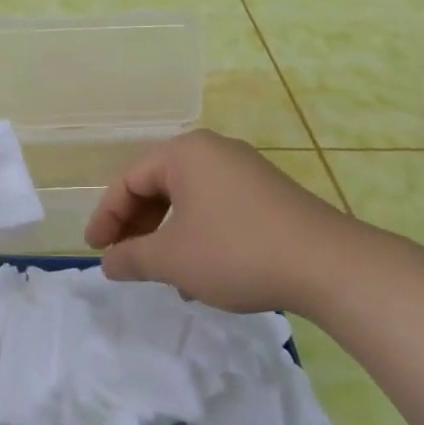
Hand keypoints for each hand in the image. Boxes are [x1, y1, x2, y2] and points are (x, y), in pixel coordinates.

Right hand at [84, 130, 380, 316]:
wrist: (327, 264)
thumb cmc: (235, 251)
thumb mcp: (172, 259)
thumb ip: (131, 258)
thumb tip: (108, 262)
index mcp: (184, 153)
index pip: (129, 180)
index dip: (106, 217)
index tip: (96, 251)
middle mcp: (213, 151)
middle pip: (157, 186)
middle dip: (137, 226)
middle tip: (124, 259)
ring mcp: (244, 170)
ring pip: (187, 200)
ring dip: (166, 235)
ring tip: (161, 272)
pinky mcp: (267, 193)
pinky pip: (215, 207)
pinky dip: (197, 234)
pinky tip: (200, 272)